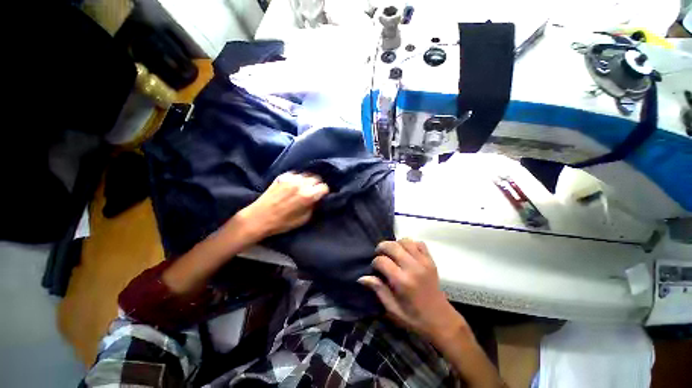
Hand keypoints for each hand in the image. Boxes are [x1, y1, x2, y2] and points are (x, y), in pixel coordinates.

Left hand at [235, 172, 328, 239]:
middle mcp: (301, 183)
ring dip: (308, 181)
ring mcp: (290, 178)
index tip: (322, 195)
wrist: (258, 218)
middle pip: (316, 178)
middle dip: (317, 184)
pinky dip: (297, 179)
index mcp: (308, 195)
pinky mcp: (281, 177)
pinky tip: (293, 185)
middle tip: (314, 191)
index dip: (324, 192)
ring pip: (306, 174)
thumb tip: (317, 199)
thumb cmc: (283, 223)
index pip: (324, 187)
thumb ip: (313, 206)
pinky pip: (295, 174)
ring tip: (304, 187)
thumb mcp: (304, 219)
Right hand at [359, 239, 467, 343]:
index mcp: (402, 281)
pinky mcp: (431, 261)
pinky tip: (407, 253)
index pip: (382, 261)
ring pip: (405, 241)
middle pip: (392, 246)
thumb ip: (378, 289)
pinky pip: (419, 244)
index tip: (375, 269)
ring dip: (396, 244)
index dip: (375, 262)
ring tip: (393, 253)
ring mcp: (424, 262)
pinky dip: (411, 245)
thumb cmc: (414, 318)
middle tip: (379, 254)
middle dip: (382, 247)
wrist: (441, 320)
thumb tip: (362, 277)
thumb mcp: (393, 309)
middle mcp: (413, 268)